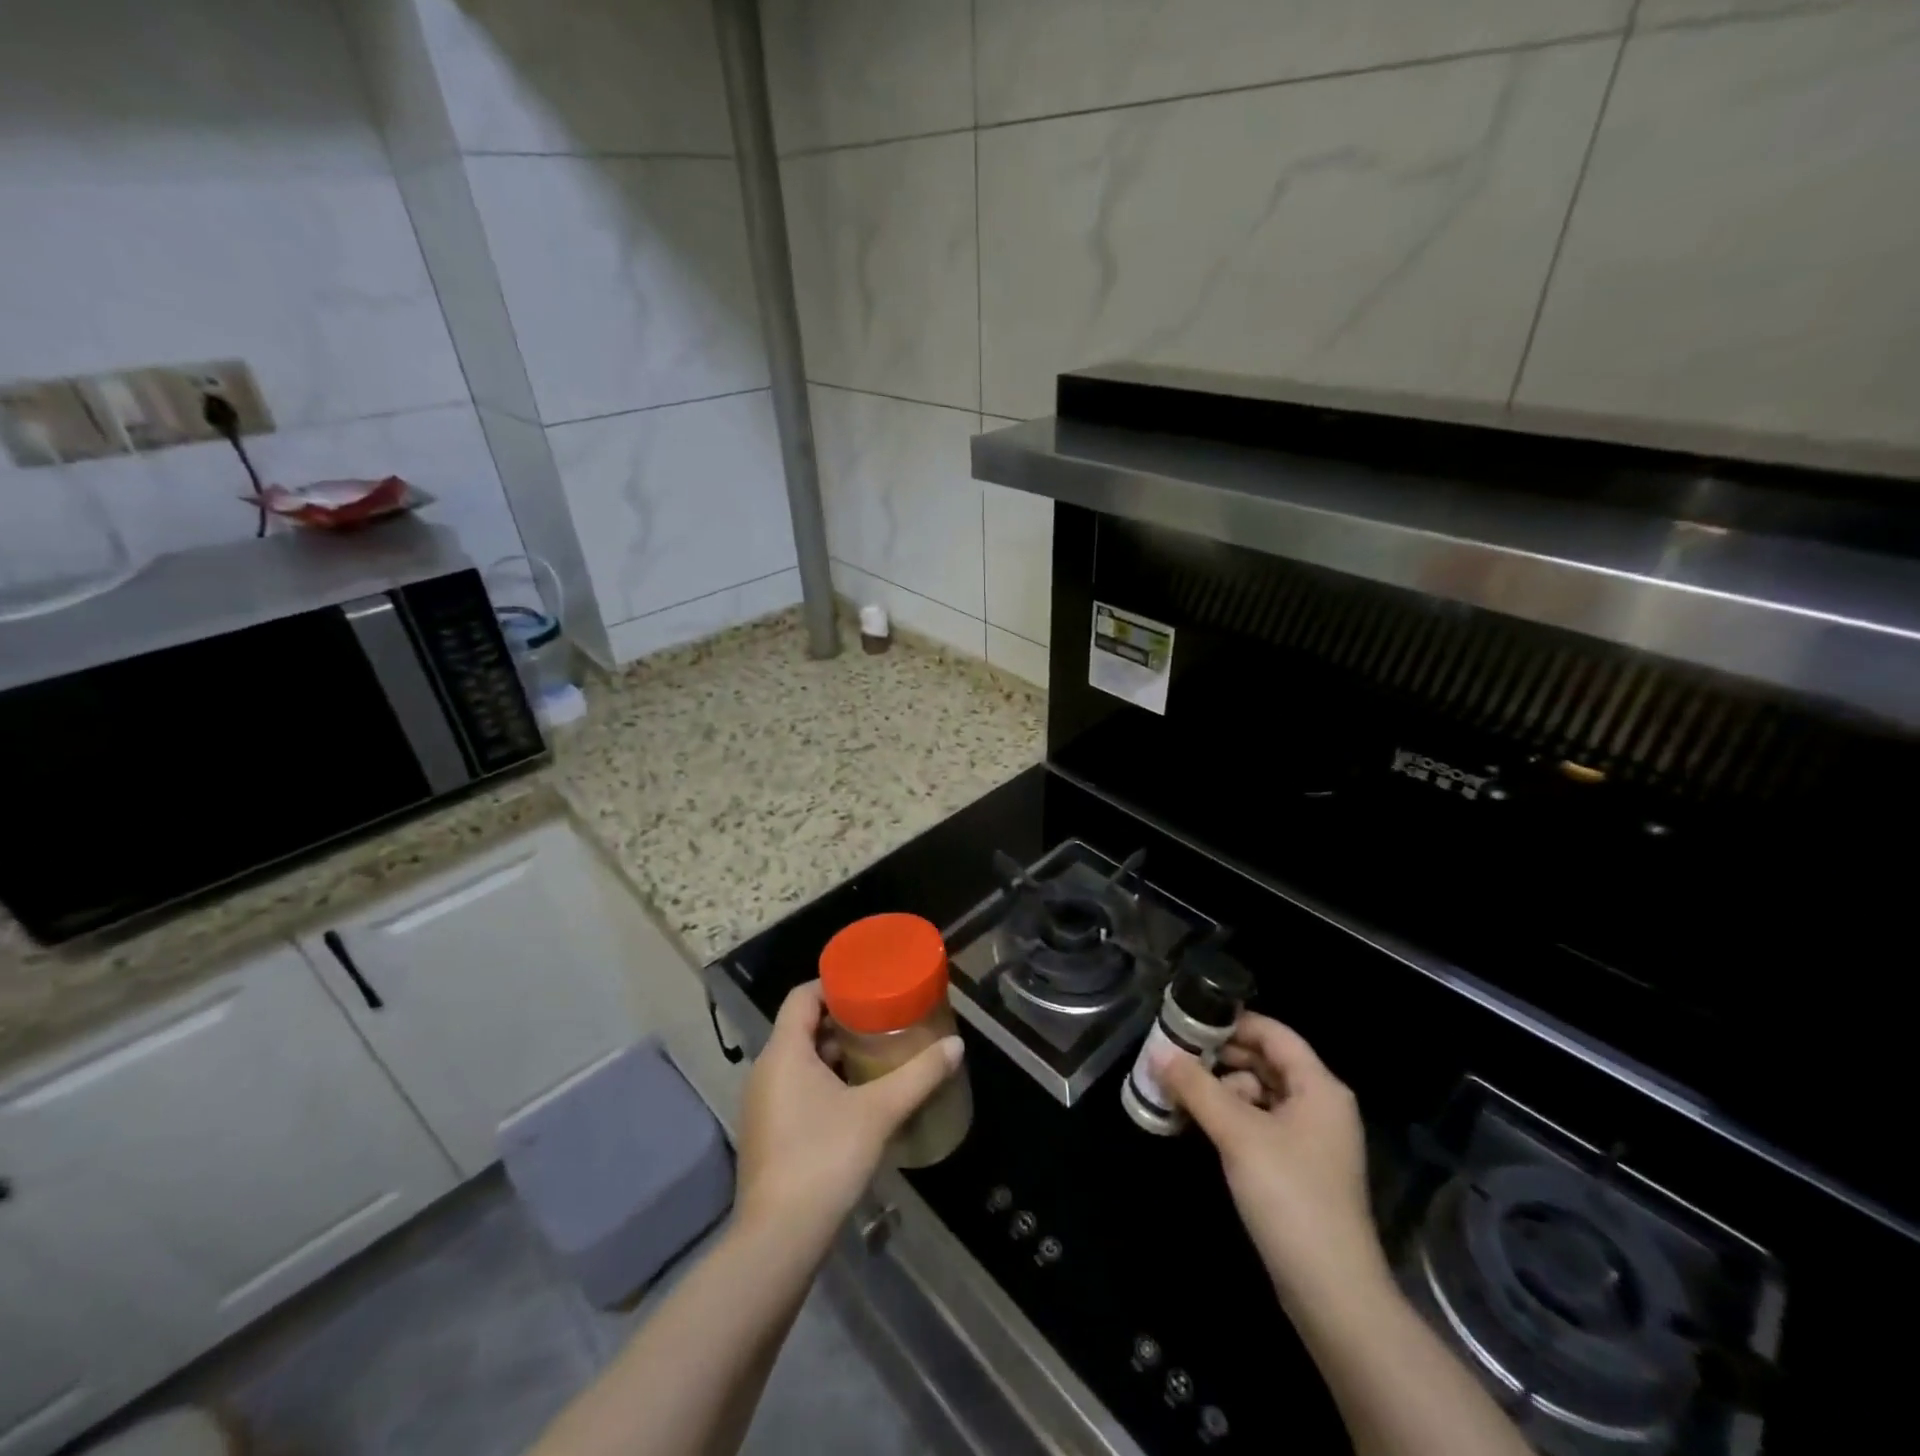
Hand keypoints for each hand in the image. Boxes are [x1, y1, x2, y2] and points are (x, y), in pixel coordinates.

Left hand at [735, 981, 962, 1251]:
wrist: (779, 1239)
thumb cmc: (824, 1158)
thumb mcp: (879, 1111)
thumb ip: (919, 1075)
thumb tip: (956, 1044)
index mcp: (784, 1052)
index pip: (802, 997)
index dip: (833, 984)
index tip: (868, 984)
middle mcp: (766, 1070)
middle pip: (802, 1027)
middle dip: (842, 1021)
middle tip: (882, 1019)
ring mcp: (763, 1104)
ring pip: (799, 1060)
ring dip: (834, 1053)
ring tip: (876, 1053)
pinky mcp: (768, 1132)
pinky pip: (795, 1088)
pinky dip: (823, 1081)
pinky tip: (856, 1097)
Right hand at [1156, 1013, 1387, 1310]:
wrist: (1333, 1293)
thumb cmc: (1290, 1195)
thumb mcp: (1237, 1133)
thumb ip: (1196, 1086)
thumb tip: (1157, 1051)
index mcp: (1319, 1087)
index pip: (1273, 1033)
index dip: (1232, 1022)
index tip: (1187, 1020)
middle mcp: (1319, 1106)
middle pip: (1265, 1062)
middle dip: (1219, 1057)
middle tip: (1173, 1055)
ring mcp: (1310, 1140)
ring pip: (1259, 1095)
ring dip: (1221, 1089)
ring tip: (1178, 1090)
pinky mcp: (1298, 1170)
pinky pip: (1260, 1125)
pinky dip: (1231, 1118)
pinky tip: (1198, 1123)